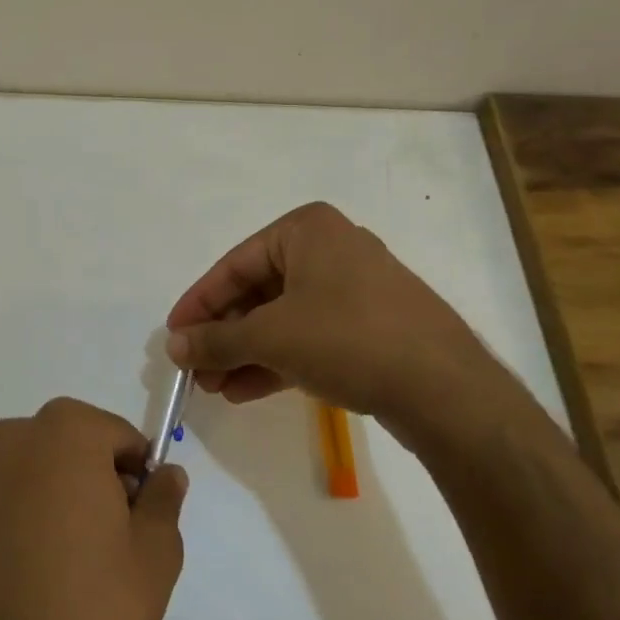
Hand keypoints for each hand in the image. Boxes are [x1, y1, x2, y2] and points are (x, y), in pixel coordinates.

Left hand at [0, 399, 187, 619]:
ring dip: (54, 491)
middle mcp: (13, 438)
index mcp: (66, 432)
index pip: (116, 435)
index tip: (140, 515)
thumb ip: (163, 499)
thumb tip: (167, 474)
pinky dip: (20, 514)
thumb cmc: (97, 608)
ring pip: (33, 468)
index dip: (136, 472)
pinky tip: (32, 568)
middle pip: (70, 443)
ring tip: (69, 556)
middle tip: (110, 537)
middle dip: (94, 475)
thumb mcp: (156, 552)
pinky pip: (1, 497)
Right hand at [165, 201, 528, 451]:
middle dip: (224, 335)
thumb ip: (215, 340)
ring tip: (215, 387)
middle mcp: (331, 249)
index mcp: (307, 229)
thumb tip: (173, 346)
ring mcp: (355, 289)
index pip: (234, 265)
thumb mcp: (271, 337)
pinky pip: (310, 336)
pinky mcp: (370, 326)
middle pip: (258, 292)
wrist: (445, 389)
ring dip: (246, 352)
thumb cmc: (347, 339)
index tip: (173, 335)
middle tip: (195, 369)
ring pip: (283, 318)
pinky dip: (278, 360)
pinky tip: (245, 390)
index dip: (198, 303)